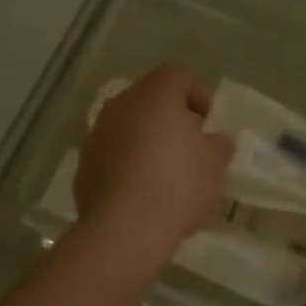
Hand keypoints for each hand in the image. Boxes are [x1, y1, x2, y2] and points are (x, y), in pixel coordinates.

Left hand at [75, 66, 232, 256]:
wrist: (122, 230)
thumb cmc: (176, 186)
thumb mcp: (214, 164)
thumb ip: (220, 144)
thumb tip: (219, 138)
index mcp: (155, 94)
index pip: (179, 75)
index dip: (200, 94)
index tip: (211, 123)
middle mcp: (121, 104)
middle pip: (151, 98)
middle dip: (173, 117)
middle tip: (192, 145)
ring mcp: (97, 132)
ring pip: (129, 124)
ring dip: (148, 138)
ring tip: (168, 170)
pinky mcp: (84, 162)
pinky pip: (113, 151)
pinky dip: (129, 160)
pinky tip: (143, 189)